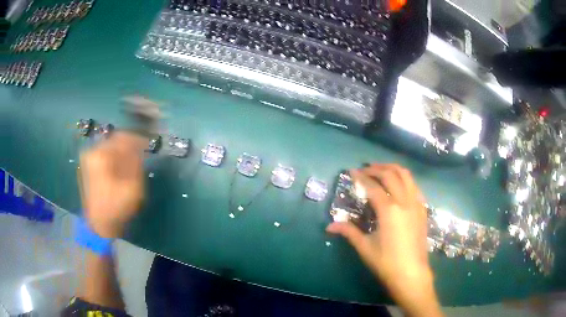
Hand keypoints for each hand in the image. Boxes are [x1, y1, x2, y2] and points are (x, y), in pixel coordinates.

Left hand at [79, 131, 147, 237]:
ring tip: (131, 162)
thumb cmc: (116, 207)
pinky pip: (103, 156)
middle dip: (128, 146)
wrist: (99, 225)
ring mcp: (87, 159)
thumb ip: (136, 162)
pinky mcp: (87, 167)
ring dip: (121, 152)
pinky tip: (119, 168)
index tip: (147, 144)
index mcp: (101, 155)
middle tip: (139, 154)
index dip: (137, 139)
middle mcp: (91, 152)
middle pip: (114, 141)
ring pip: (108, 148)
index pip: (123, 138)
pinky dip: (113, 159)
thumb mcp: (133, 186)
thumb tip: (139, 147)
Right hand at [327, 164, 442, 316]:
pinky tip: (398, 185)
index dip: (361, 177)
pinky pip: (414, 186)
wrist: (411, 273)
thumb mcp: (365, 247)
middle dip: (376, 168)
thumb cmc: (386, 262)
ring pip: (407, 176)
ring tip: (381, 170)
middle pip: (391, 174)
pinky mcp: (423, 209)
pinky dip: (405, 179)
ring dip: (392, 169)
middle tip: (365, 169)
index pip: (373, 186)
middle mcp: (404, 201)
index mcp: (389, 210)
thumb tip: (329, 226)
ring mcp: (416, 204)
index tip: (352, 171)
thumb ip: (348, 232)